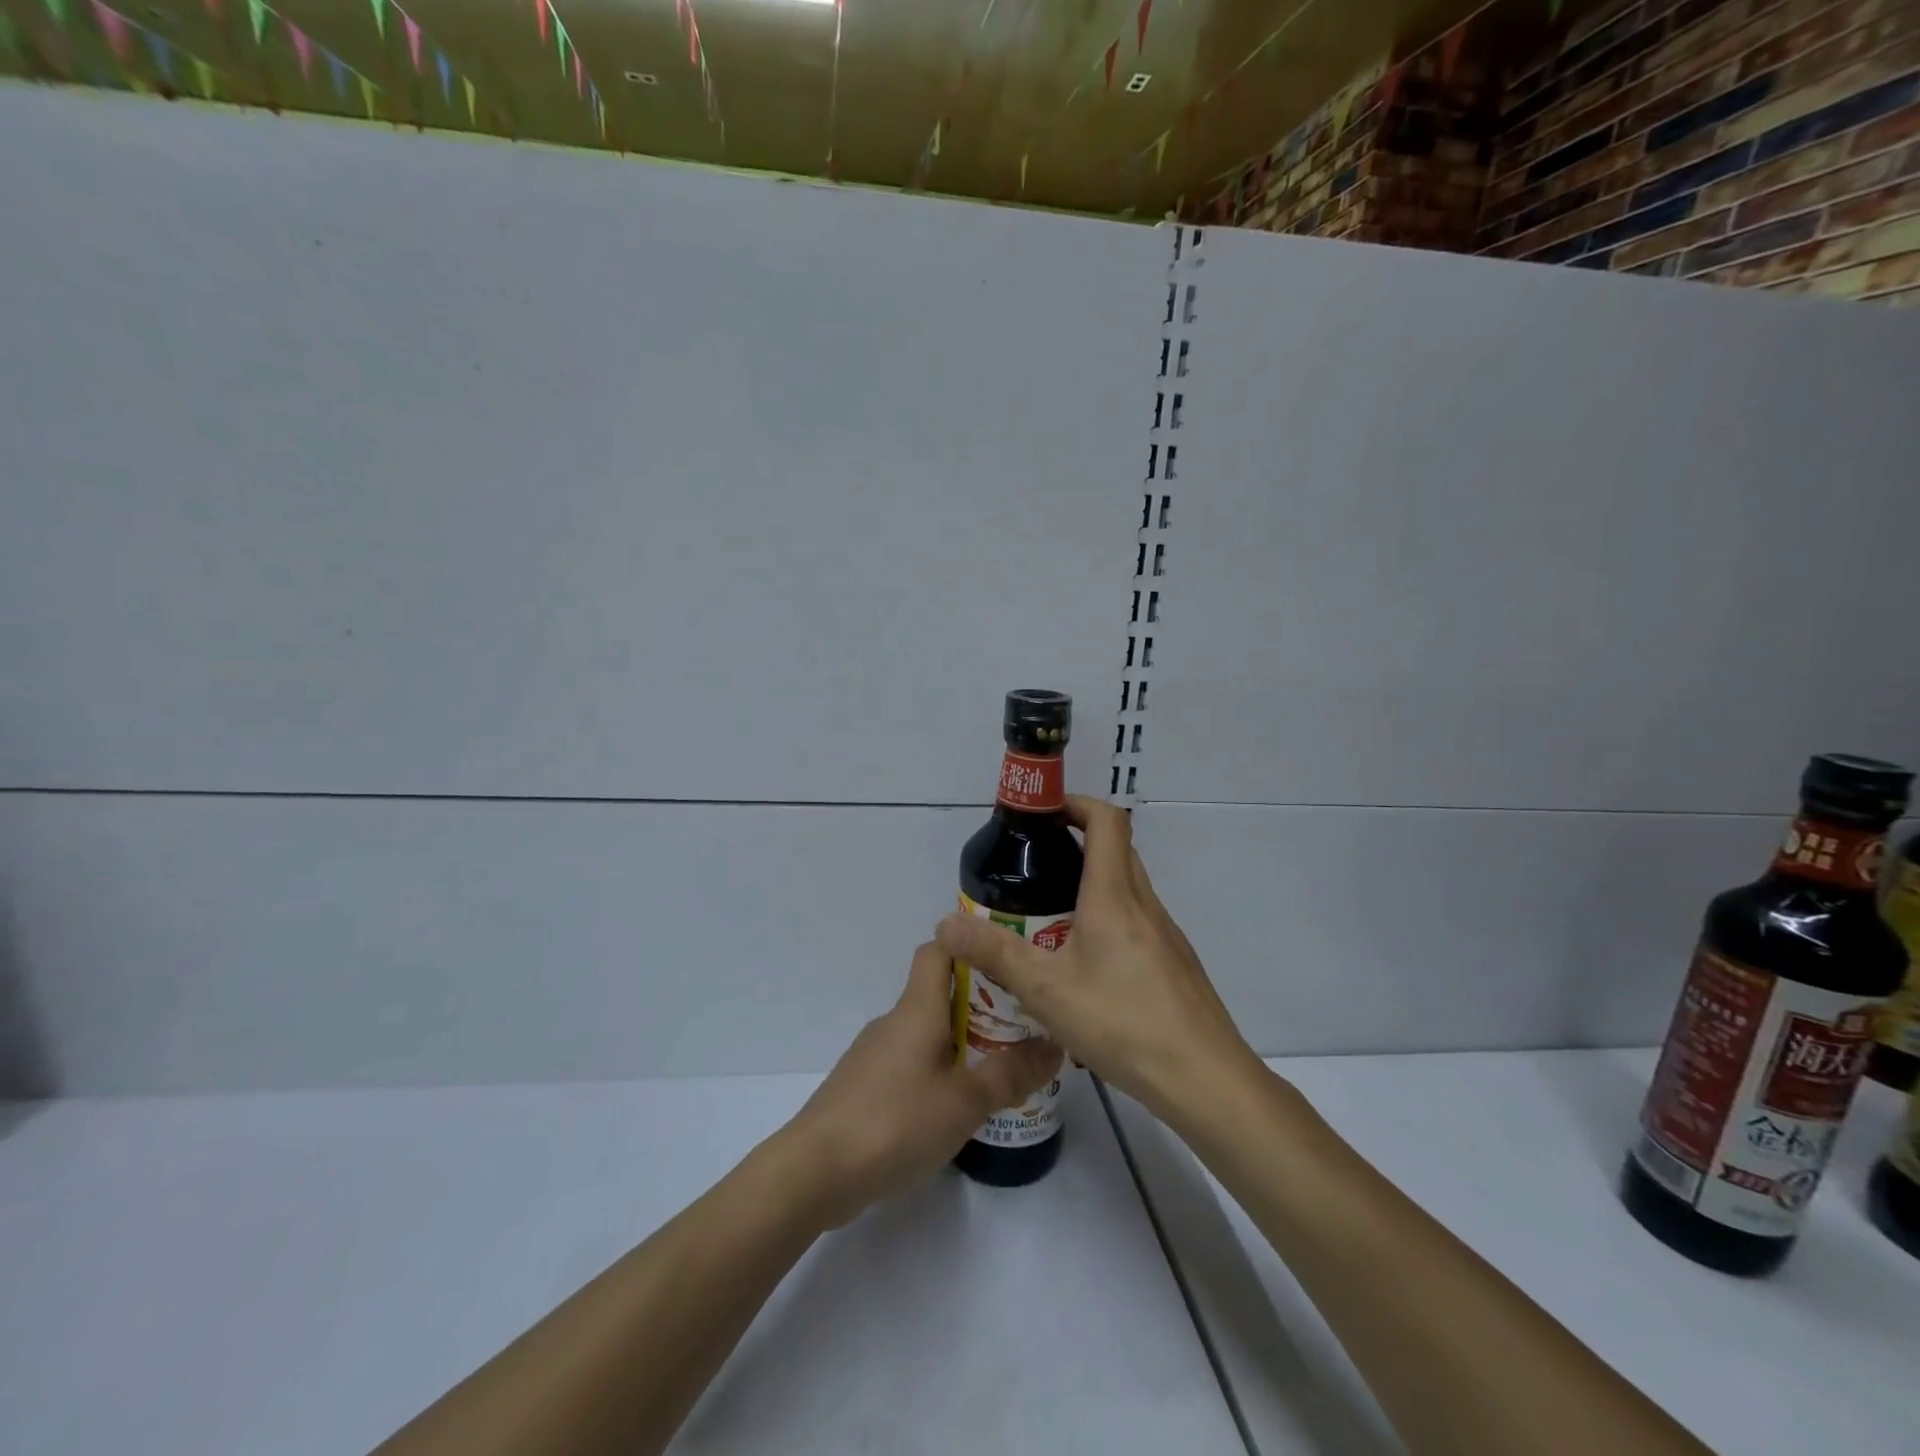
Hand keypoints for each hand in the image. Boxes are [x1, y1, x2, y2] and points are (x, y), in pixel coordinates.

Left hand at [781, 941, 1062, 1227]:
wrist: (815, 1171)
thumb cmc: (894, 1122)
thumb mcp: (964, 1101)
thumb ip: (1010, 1074)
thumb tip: (1055, 1045)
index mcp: (917, 1009)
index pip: (939, 950)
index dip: (970, 944)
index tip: (1008, 959)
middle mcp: (894, 1022)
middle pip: (939, 994)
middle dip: (981, 1004)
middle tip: (1023, 1025)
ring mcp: (875, 1054)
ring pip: (925, 1032)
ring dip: (960, 1042)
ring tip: (1000, 1068)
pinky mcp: (865, 1086)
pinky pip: (909, 1063)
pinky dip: (936, 1070)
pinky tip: (955, 1106)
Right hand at [935, 795, 1257, 1124]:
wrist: (1203, 1078)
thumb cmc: (1122, 1022)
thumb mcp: (1046, 990)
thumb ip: (995, 953)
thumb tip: (945, 924)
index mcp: (1115, 896)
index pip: (1106, 821)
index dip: (1076, 804)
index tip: (1043, 815)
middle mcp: (1145, 904)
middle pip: (1117, 850)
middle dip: (1077, 844)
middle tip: (1036, 869)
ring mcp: (1166, 934)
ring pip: (1128, 889)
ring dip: (1093, 886)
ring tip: (1051, 920)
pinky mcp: (1175, 963)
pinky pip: (1138, 922)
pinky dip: (1110, 921)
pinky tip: (1087, 969)